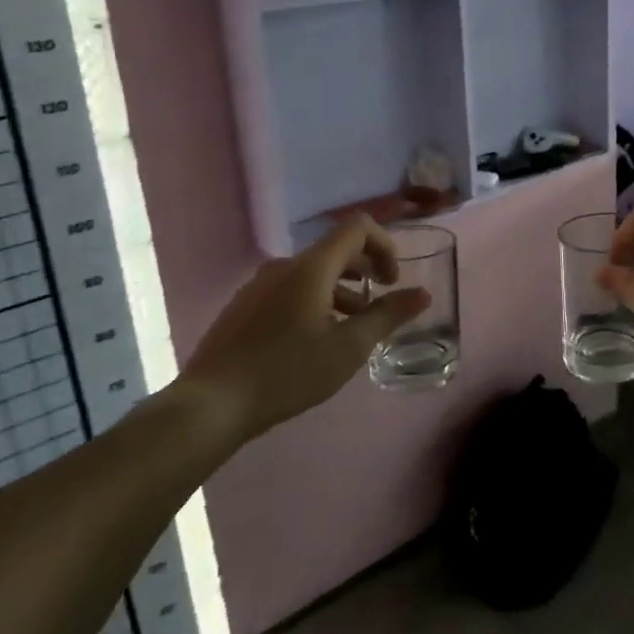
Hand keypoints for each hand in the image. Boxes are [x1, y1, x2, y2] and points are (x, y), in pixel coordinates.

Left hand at [177, 216, 429, 446]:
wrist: (211, 405)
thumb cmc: (287, 372)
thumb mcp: (348, 348)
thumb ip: (388, 316)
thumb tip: (423, 293)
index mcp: (311, 267)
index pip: (357, 228)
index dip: (384, 245)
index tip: (392, 281)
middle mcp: (284, 266)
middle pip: (335, 250)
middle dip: (365, 270)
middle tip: (379, 303)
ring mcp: (258, 285)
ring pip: (312, 273)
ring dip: (340, 290)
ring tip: (350, 327)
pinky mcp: (243, 307)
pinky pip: (289, 289)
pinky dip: (314, 301)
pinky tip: (313, 341)